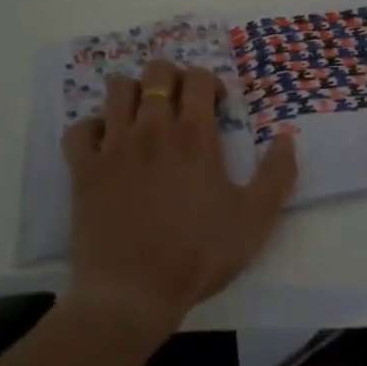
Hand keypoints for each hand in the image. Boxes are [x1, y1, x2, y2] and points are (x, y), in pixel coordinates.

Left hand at [61, 59, 297, 340]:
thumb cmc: (198, 255)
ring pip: (118, 89)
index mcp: (194, 134)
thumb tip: (287, 136)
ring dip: (133, 93)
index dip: (210, 82)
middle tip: (180, 104)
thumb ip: (277, 174)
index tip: (217, 106)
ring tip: (142, 117)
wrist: (132, 294)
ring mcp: (114, 145)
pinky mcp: (84, 168)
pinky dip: (91, 129)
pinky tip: (104, 145)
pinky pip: (79, 129)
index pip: (199, 77)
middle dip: (171, 77)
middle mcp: (153, 127)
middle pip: (157, 71)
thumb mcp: (255, 219)